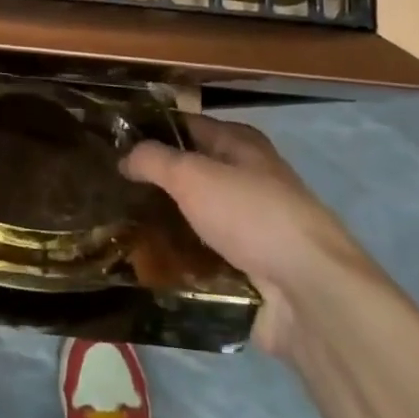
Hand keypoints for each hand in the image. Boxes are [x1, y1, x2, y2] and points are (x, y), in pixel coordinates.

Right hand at [122, 115, 369, 355]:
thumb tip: (125, 156)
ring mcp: (251, 225)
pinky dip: (180, 257)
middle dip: (154, 180)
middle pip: (192, 172)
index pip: (187, 124)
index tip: (112, 140)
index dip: (151, 129)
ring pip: (196, 215)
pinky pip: (205, 254)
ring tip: (119, 225)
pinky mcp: (251, 266)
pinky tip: (147, 262)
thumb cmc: (251, 217)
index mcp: (241, 145)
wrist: (310, 292)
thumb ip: (153, 159)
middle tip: (108, 187)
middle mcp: (249, 178)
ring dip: (165, 221)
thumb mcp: (192, 176)